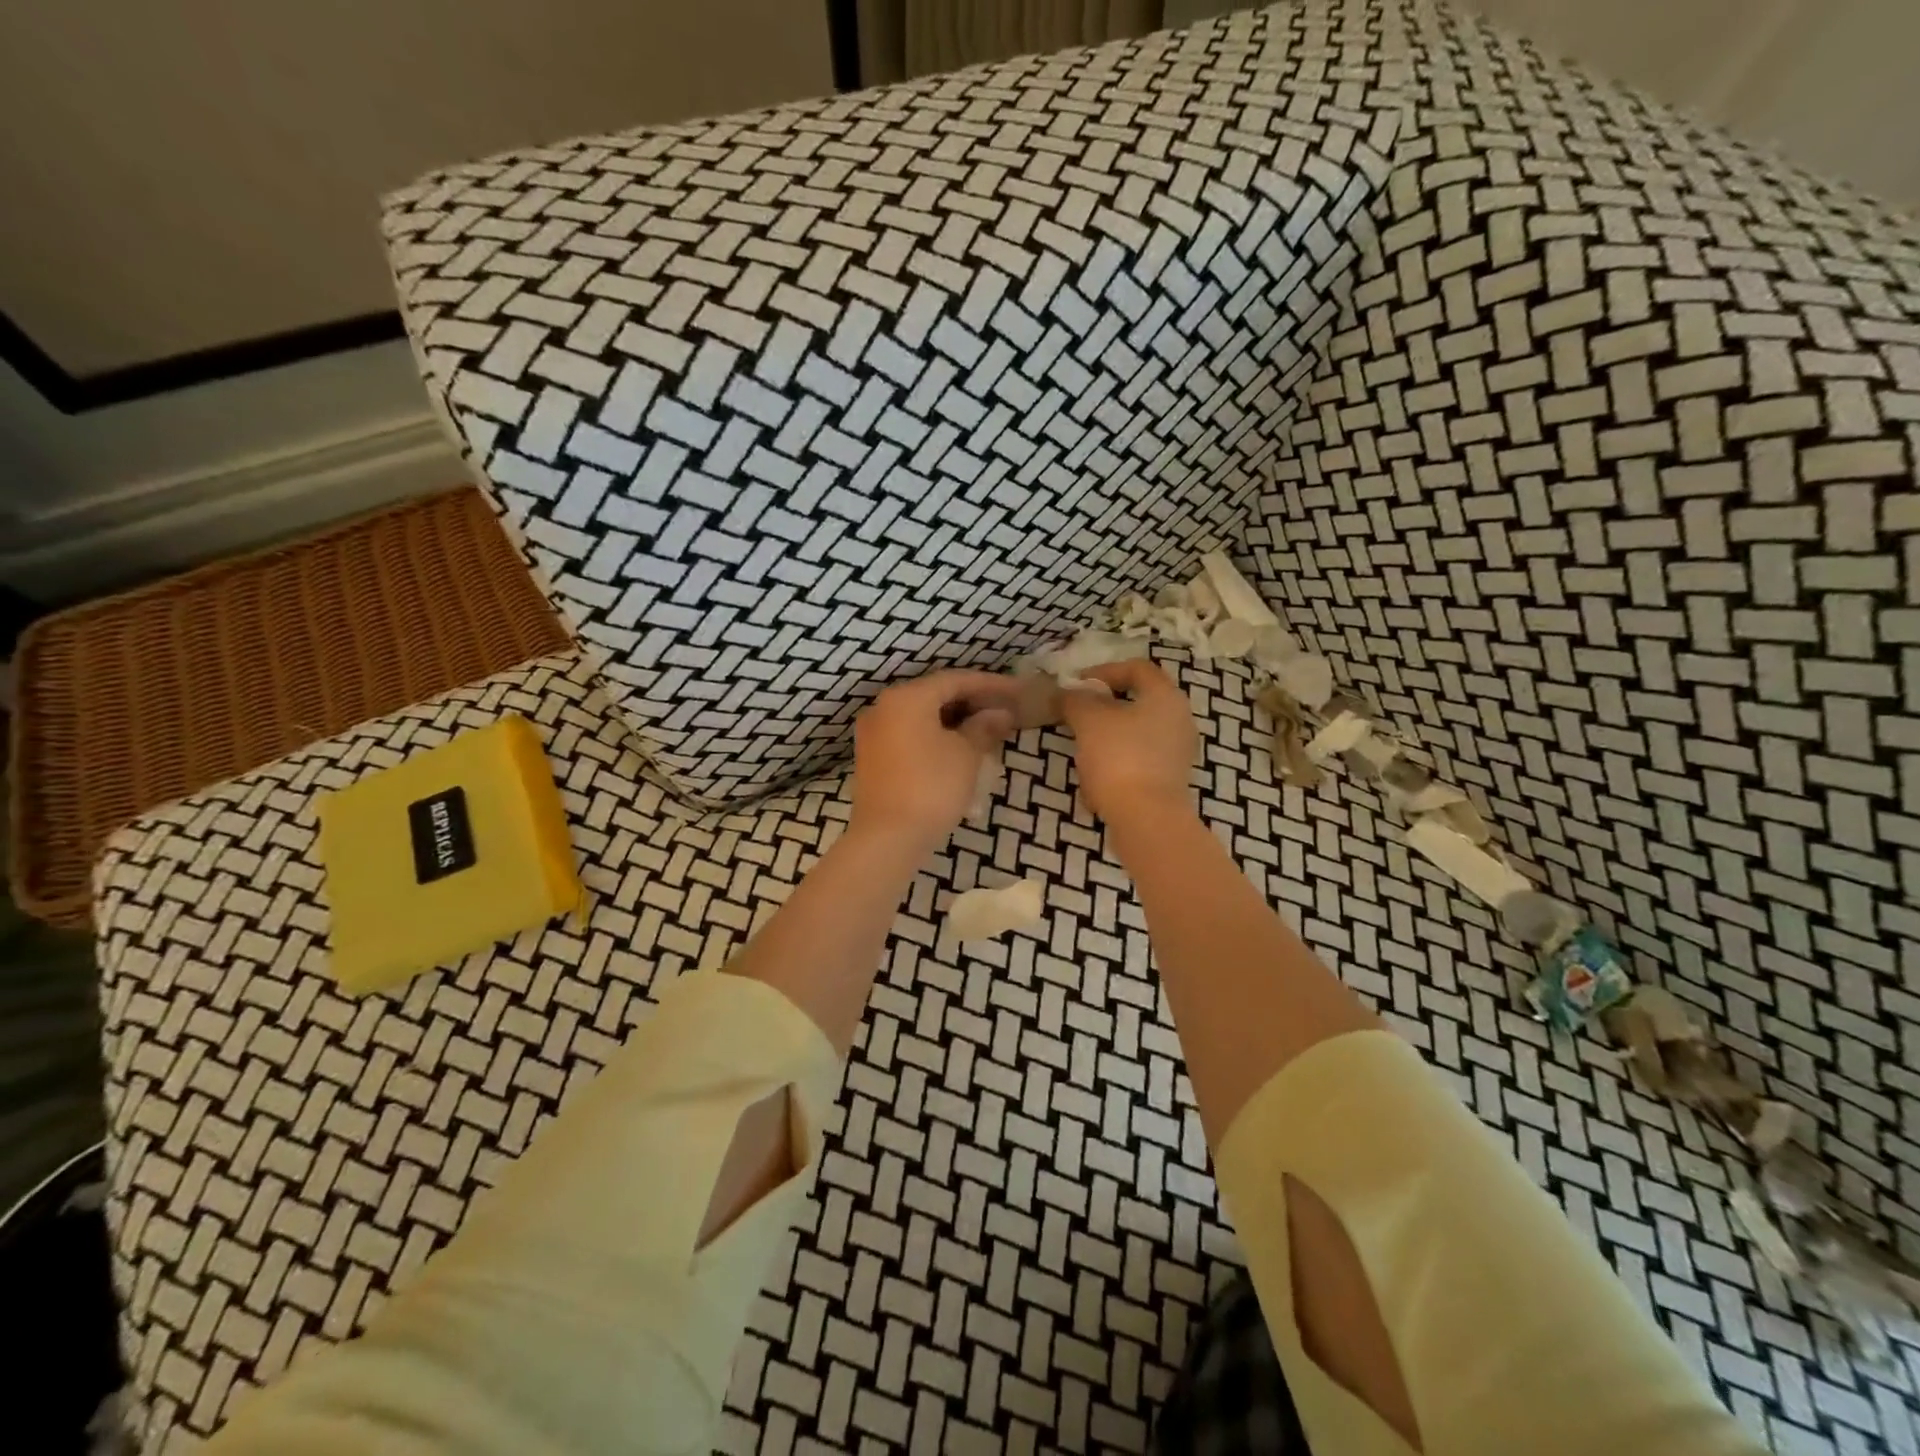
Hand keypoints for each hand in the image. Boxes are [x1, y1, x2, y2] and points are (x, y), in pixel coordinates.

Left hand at [849, 670, 1015, 856]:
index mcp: (907, 697)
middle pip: (936, 695)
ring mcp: (874, 733)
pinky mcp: (873, 757)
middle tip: (1005, 711)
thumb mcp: (966, 755)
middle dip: (972, 702)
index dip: (990, 684)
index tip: (1016, 692)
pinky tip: (959, 748)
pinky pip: (910, 734)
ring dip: (955, 720)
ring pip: (922, 716)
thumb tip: (1000, 714)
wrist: (887, 838)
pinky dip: (936, 735)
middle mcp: (884, 707)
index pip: (955, 680)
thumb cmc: (931, 787)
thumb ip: (984, 727)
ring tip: (987, 730)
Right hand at [1057, 657, 1196, 823]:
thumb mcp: (1088, 720)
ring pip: (1134, 734)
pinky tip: (1094, 781)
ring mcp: (1176, 753)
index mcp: (1166, 697)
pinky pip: (1137, 761)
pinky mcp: (1168, 780)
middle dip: (1101, 708)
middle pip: (1136, 702)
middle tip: (1075, 715)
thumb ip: (1075, 699)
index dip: (1104, 670)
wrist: (1146, 818)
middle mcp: (1179, 720)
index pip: (1137, 668)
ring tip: (1081, 750)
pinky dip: (1115, 764)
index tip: (1076, 685)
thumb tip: (1066, 693)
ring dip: (1105, 738)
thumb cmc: (1120, 757)